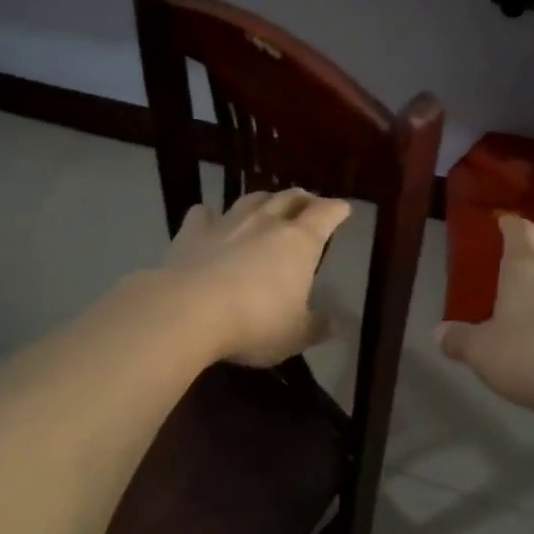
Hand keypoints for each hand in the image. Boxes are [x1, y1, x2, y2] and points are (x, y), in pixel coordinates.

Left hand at [160, 189, 351, 367]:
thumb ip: (315, 326)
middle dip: (303, 199)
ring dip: (263, 201)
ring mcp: (227, 222)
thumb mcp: (295, 335)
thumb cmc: (255, 322)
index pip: (326, 214)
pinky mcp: (192, 232)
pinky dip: (210, 215)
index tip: (343, 209)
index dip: (337, 209)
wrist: (189, 311)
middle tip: (308, 203)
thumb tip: (332, 324)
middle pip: (289, 198)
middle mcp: (266, 222)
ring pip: (251, 199)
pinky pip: (203, 214)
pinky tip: (209, 219)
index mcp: (299, 241)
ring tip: (267, 206)